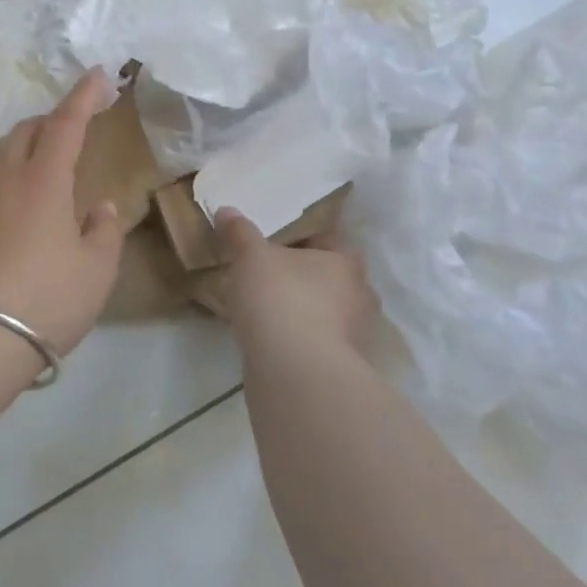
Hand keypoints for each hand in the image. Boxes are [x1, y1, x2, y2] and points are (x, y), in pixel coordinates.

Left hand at [0, 72, 123, 357]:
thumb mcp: (95, 271)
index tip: (96, 75)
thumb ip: (104, 232)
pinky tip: (17, 218)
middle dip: (50, 120)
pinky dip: (7, 187)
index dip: (83, 96)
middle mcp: (4, 182)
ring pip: (1, 160)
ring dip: (25, 152)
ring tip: (45, 171)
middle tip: (72, 127)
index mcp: (43, 182)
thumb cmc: (46, 301)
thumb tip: (99, 208)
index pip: (66, 124)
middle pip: (25, 132)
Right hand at [213, 209, 377, 359]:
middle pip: (327, 277)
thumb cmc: (280, 300)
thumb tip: (227, 210)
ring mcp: (353, 337)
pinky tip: (268, 339)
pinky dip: (295, 339)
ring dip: (299, 310)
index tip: (272, 242)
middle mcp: (359, 297)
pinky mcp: (339, 369)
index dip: (300, 238)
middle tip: (265, 273)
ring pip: (323, 312)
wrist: (295, 375)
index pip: (328, 239)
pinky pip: (314, 342)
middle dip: (300, 276)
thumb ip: (240, 232)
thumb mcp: (251, 256)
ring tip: (261, 308)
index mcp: (347, 262)